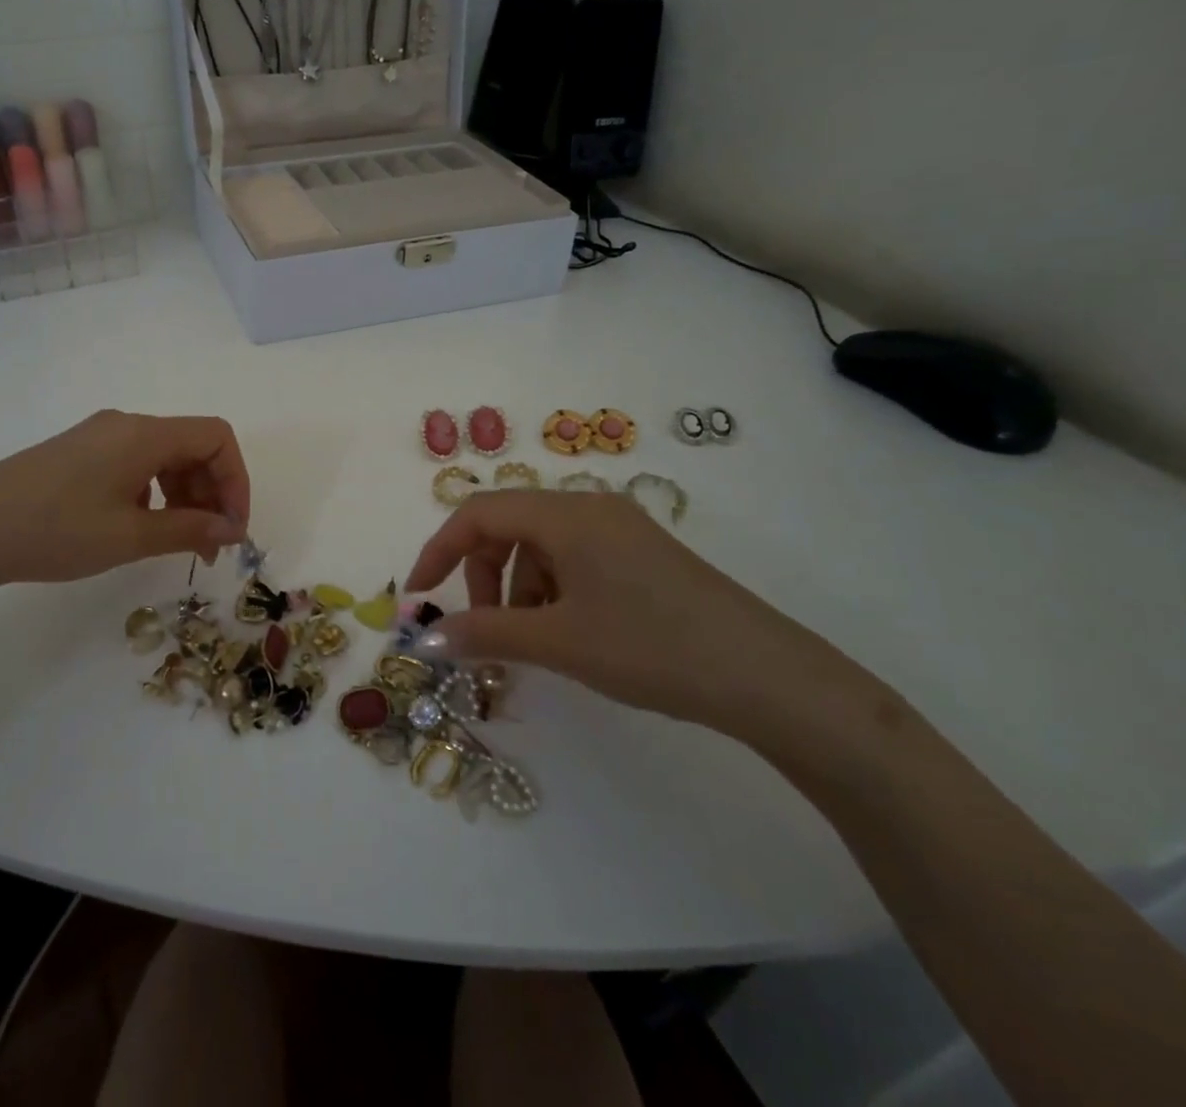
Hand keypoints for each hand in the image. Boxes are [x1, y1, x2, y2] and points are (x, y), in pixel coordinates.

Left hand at [0, 411, 249, 608]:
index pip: (216, 438)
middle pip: (193, 446)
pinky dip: (155, 494)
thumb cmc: (52, 530)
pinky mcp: (80, 454)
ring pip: (165, 457)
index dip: (236, 481)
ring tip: (179, 543)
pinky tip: (140, 528)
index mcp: (143, 434)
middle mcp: (126, 425)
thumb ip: (187, 529)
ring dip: (185, 496)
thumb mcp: (128, 536)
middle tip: (210, 546)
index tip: (232, 530)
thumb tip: (230, 530)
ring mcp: (100, 438)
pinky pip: (136, 465)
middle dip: (212, 494)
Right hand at [404, 490, 874, 745]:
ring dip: (518, 588)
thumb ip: (483, 633)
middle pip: (509, 526)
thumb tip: (423, 639)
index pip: (479, 513)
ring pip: (542, 546)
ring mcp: (620, 528)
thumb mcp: (558, 642)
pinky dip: (553, 591)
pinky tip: (570, 634)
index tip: (418, 597)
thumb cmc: (650, 647)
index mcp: (566, 513)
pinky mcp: (642, 554)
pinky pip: (575, 559)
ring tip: (534, 642)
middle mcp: (589, 507)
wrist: (767, 677)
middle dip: (482, 575)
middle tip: (484, 629)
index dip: (439, 551)